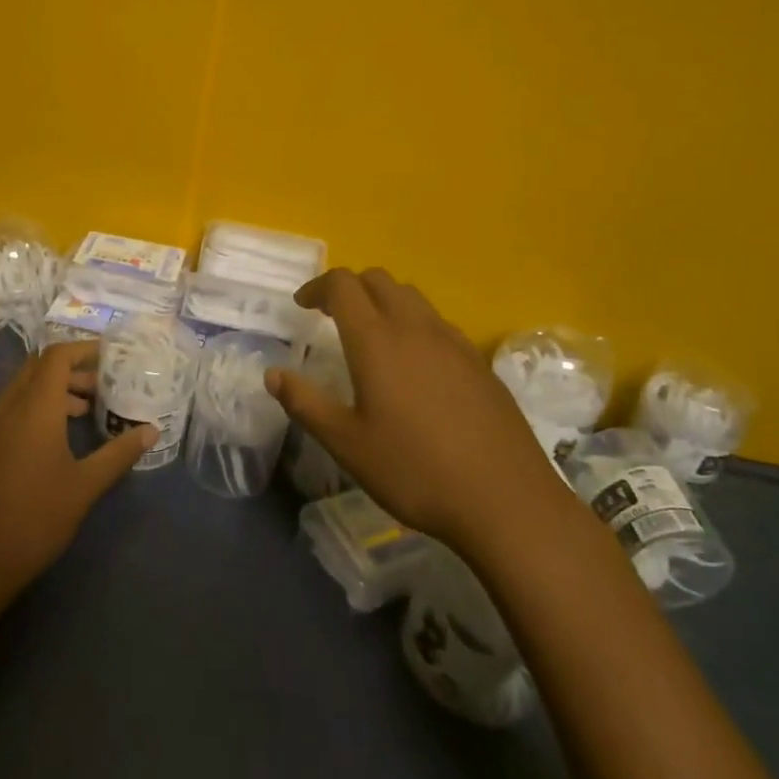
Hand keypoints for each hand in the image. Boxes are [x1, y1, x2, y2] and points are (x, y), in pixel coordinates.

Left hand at [0, 341, 153, 611]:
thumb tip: (151, 431)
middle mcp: (6, 406)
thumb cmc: (32, 519)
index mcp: (34, 407)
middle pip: (38, 367)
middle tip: (101, 387)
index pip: (56, 356)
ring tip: (83, 413)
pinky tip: (52, 441)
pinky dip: (33, 408)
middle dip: (70, 370)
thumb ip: (118, 454)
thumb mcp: (84, 487)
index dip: (83, 349)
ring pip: (21, 388)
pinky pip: (8, 410)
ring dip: (52, 391)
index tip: (110, 357)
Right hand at [267, 268, 558, 551]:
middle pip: (379, 279)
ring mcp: (453, 342)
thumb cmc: (414, 470)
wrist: (505, 499)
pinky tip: (414, 365)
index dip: (318, 286)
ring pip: (412, 297)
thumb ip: (305, 403)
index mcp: (377, 340)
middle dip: (350, 287)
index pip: (343, 285)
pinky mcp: (478, 361)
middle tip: (331, 315)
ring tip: (370, 336)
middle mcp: (415, 328)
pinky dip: (414, 324)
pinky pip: (438, 322)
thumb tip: (273, 374)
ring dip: (384, 301)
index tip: (302, 306)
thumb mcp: (347, 444)